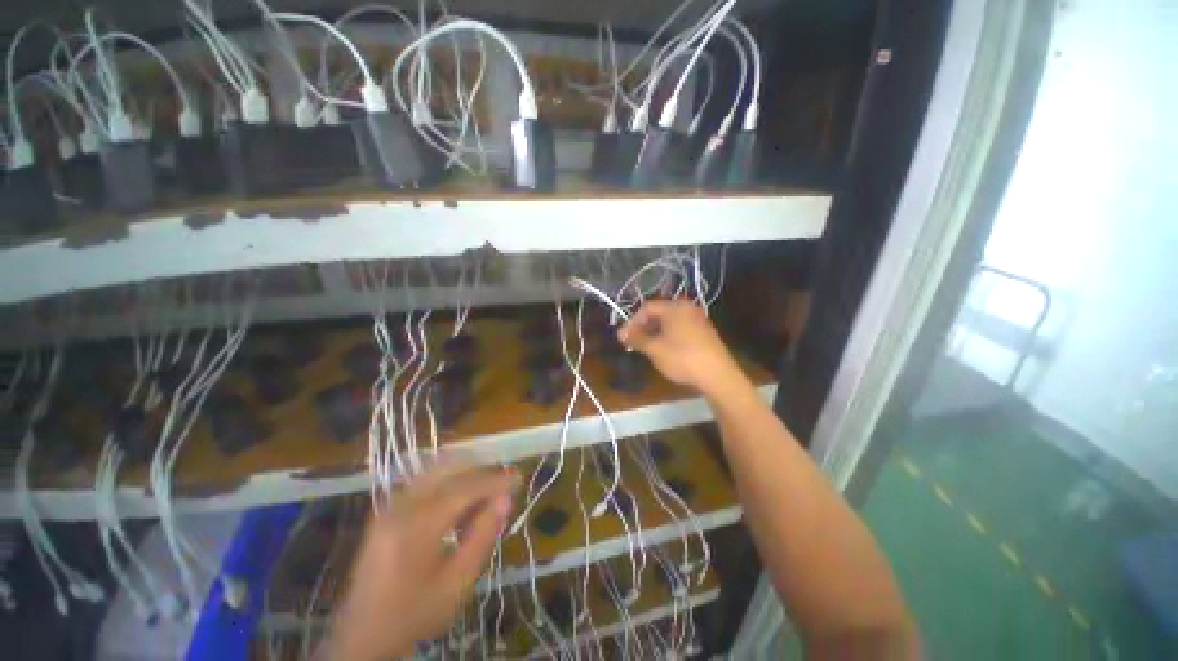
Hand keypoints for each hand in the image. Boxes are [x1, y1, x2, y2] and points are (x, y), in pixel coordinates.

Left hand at [325, 462, 517, 660]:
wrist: (361, 636)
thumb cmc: (413, 614)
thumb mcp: (456, 585)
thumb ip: (482, 537)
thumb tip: (505, 499)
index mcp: (416, 526)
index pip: (466, 487)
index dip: (496, 481)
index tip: (520, 479)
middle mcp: (401, 505)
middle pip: (450, 468)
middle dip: (482, 470)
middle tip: (504, 483)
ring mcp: (391, 504)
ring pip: (437, 469)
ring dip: (466, 473)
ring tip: (486, 493)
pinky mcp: (387, 509)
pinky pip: (425, 481)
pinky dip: (449, 481)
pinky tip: (461, 502)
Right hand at [617, 300, 742, 395]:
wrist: (718, 375)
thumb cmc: (682, 358)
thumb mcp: (655, 349)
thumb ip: (636, 338)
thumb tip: (621, 334)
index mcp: (674, 307)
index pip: (647, 308)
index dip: (632, 322)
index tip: (624, 337)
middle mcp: (687, 308)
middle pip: (658, 312)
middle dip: (643, 327)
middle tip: (633, 342)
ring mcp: (697, 319)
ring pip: (669, 321)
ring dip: (654, 332)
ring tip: (645, 347)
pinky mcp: (704, 331)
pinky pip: (679, 327)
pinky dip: (667, 335)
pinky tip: (663, 349)